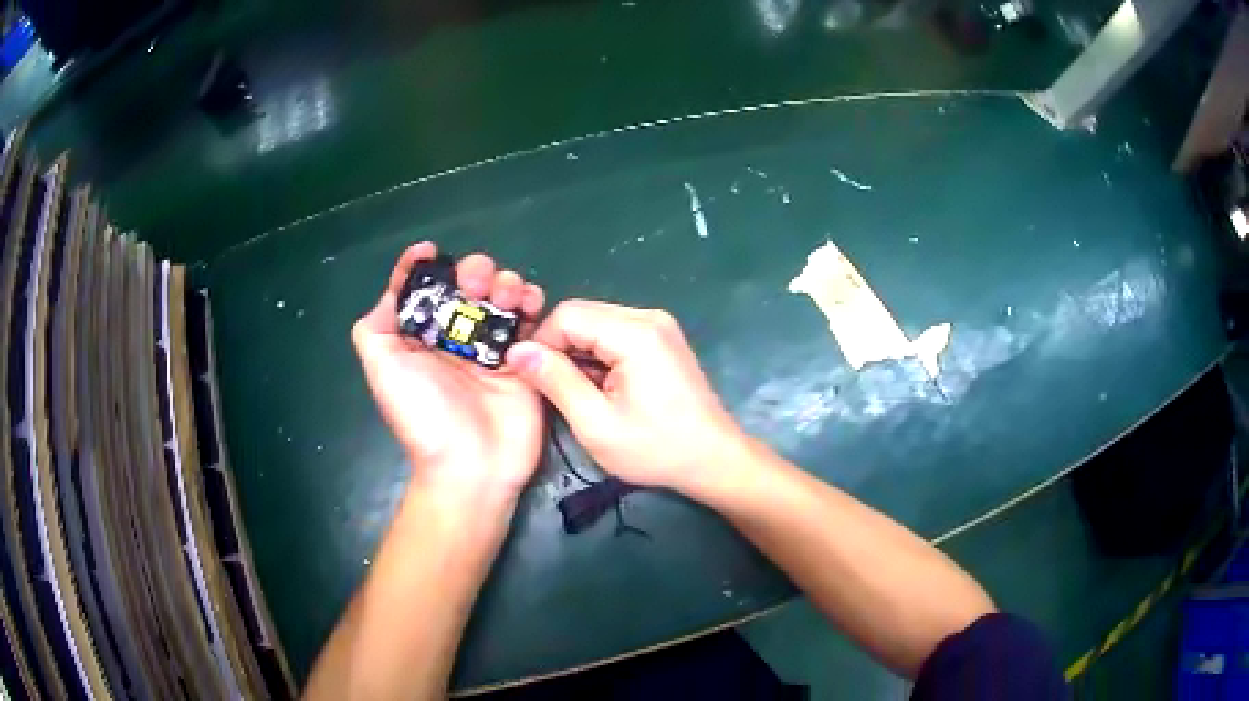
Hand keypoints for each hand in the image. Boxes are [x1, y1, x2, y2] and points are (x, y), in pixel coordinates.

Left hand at [352, 242, 546, 504]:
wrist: (471, 465)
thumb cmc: (423, 415)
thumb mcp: (382, 369)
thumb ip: (376, 327)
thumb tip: (393, 291)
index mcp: (420, 337)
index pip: (421, 291)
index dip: (422, 267)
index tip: (431, 251)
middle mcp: (455, 337)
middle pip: (466, 287)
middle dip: (473, 272)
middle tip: (477, 284)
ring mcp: (490, 347)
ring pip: (500, 297)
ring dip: (505, 282)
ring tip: (506, 293)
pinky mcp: (523, 359)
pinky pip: (530, 322)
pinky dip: (533, 303)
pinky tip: (530, 303)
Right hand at [505, 300, 749, 494]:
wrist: (714, 459)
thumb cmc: (656, 448)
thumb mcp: (595, 423)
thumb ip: (555, 381)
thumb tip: (516, 351)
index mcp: (635, 333)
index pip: (567, 314)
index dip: (541, 342)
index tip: (531, 377)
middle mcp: (648, 317)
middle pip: (583, 314)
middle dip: (558, 347)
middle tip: (551, 388)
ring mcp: (659, 326)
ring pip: (597, 323)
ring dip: (578, 353)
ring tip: (577, 393)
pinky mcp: (663, 339)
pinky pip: (616, 333)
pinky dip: (598, 355)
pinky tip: (600, 387)